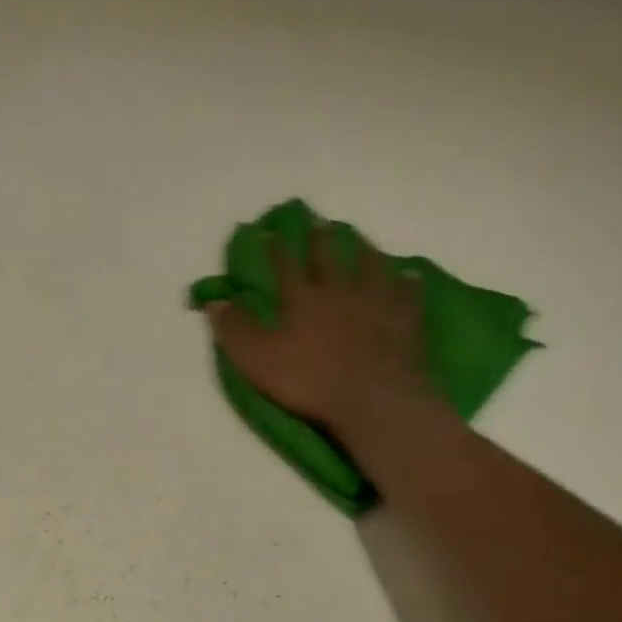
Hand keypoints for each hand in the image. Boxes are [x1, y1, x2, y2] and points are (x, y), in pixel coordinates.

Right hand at [204, 228, 429, 436]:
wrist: (373, 398)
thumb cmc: (310, 381)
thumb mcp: (257, 360)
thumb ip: (235, 330)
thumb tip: (213, 301)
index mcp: (303, 300)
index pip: (286, 266)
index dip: (276, 249)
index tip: (269, 232)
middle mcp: (340, 290)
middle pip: (330, 257)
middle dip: (321, 239)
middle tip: (320, 222)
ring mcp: (378, 302)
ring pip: (372, 265)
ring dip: (365, 250)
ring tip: (362, 239)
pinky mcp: (406, 319)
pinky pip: (407, 293)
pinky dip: (406, 282)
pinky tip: (408, 275)